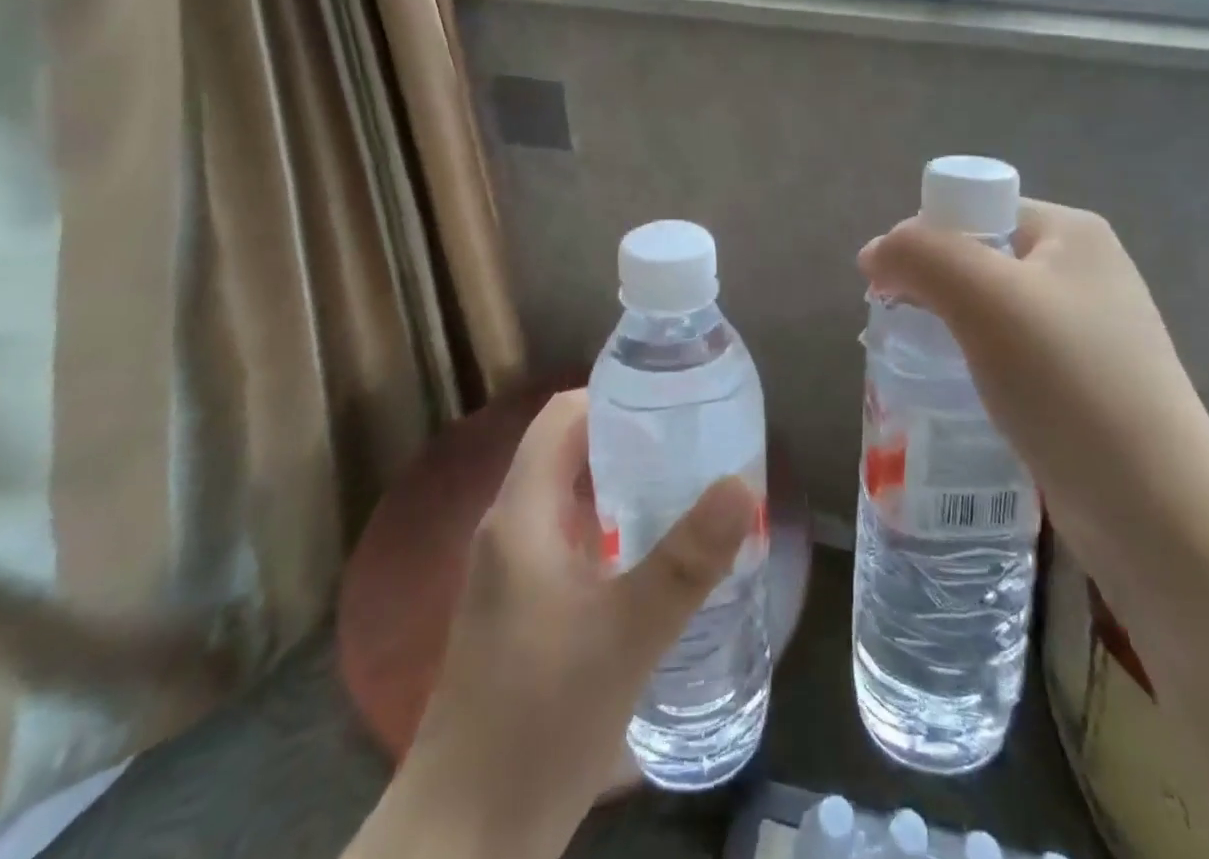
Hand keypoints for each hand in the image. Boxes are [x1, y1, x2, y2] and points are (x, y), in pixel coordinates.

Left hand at [363, 391, 753, 858]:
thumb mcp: (626, 635)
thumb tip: (743, 484)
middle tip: (696, 442)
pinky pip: (572, 542)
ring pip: (573, 500)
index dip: (613, 394)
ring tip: (690, 488)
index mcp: (522, 514)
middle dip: (632, 439)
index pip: (562, 416)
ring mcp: (513, 574)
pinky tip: (658, 559)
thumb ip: (687, 560)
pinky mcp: (523, 612)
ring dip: (626, 487)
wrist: (465, 840)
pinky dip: (614, 531)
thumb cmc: (539, 721)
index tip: (672, 399)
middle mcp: (511, 530)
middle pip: (570, 452)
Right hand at [859, 201, 1208, 556]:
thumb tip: (875, 253)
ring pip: (989, 312)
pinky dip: (975, 367)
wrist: (1157, 510)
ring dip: (948, 331)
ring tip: (922, 367)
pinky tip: (958, 396)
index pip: (975, 210)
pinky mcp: (1082, 384)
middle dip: (932, 289)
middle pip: (978, 259)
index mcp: (1070, 232)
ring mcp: (1087, 331)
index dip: (925, 240)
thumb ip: (920, 255)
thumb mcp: (984, 298)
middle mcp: (1083, 271)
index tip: (894, 288)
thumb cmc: (1068, 382)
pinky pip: (1008, 356)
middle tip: (903, 332)